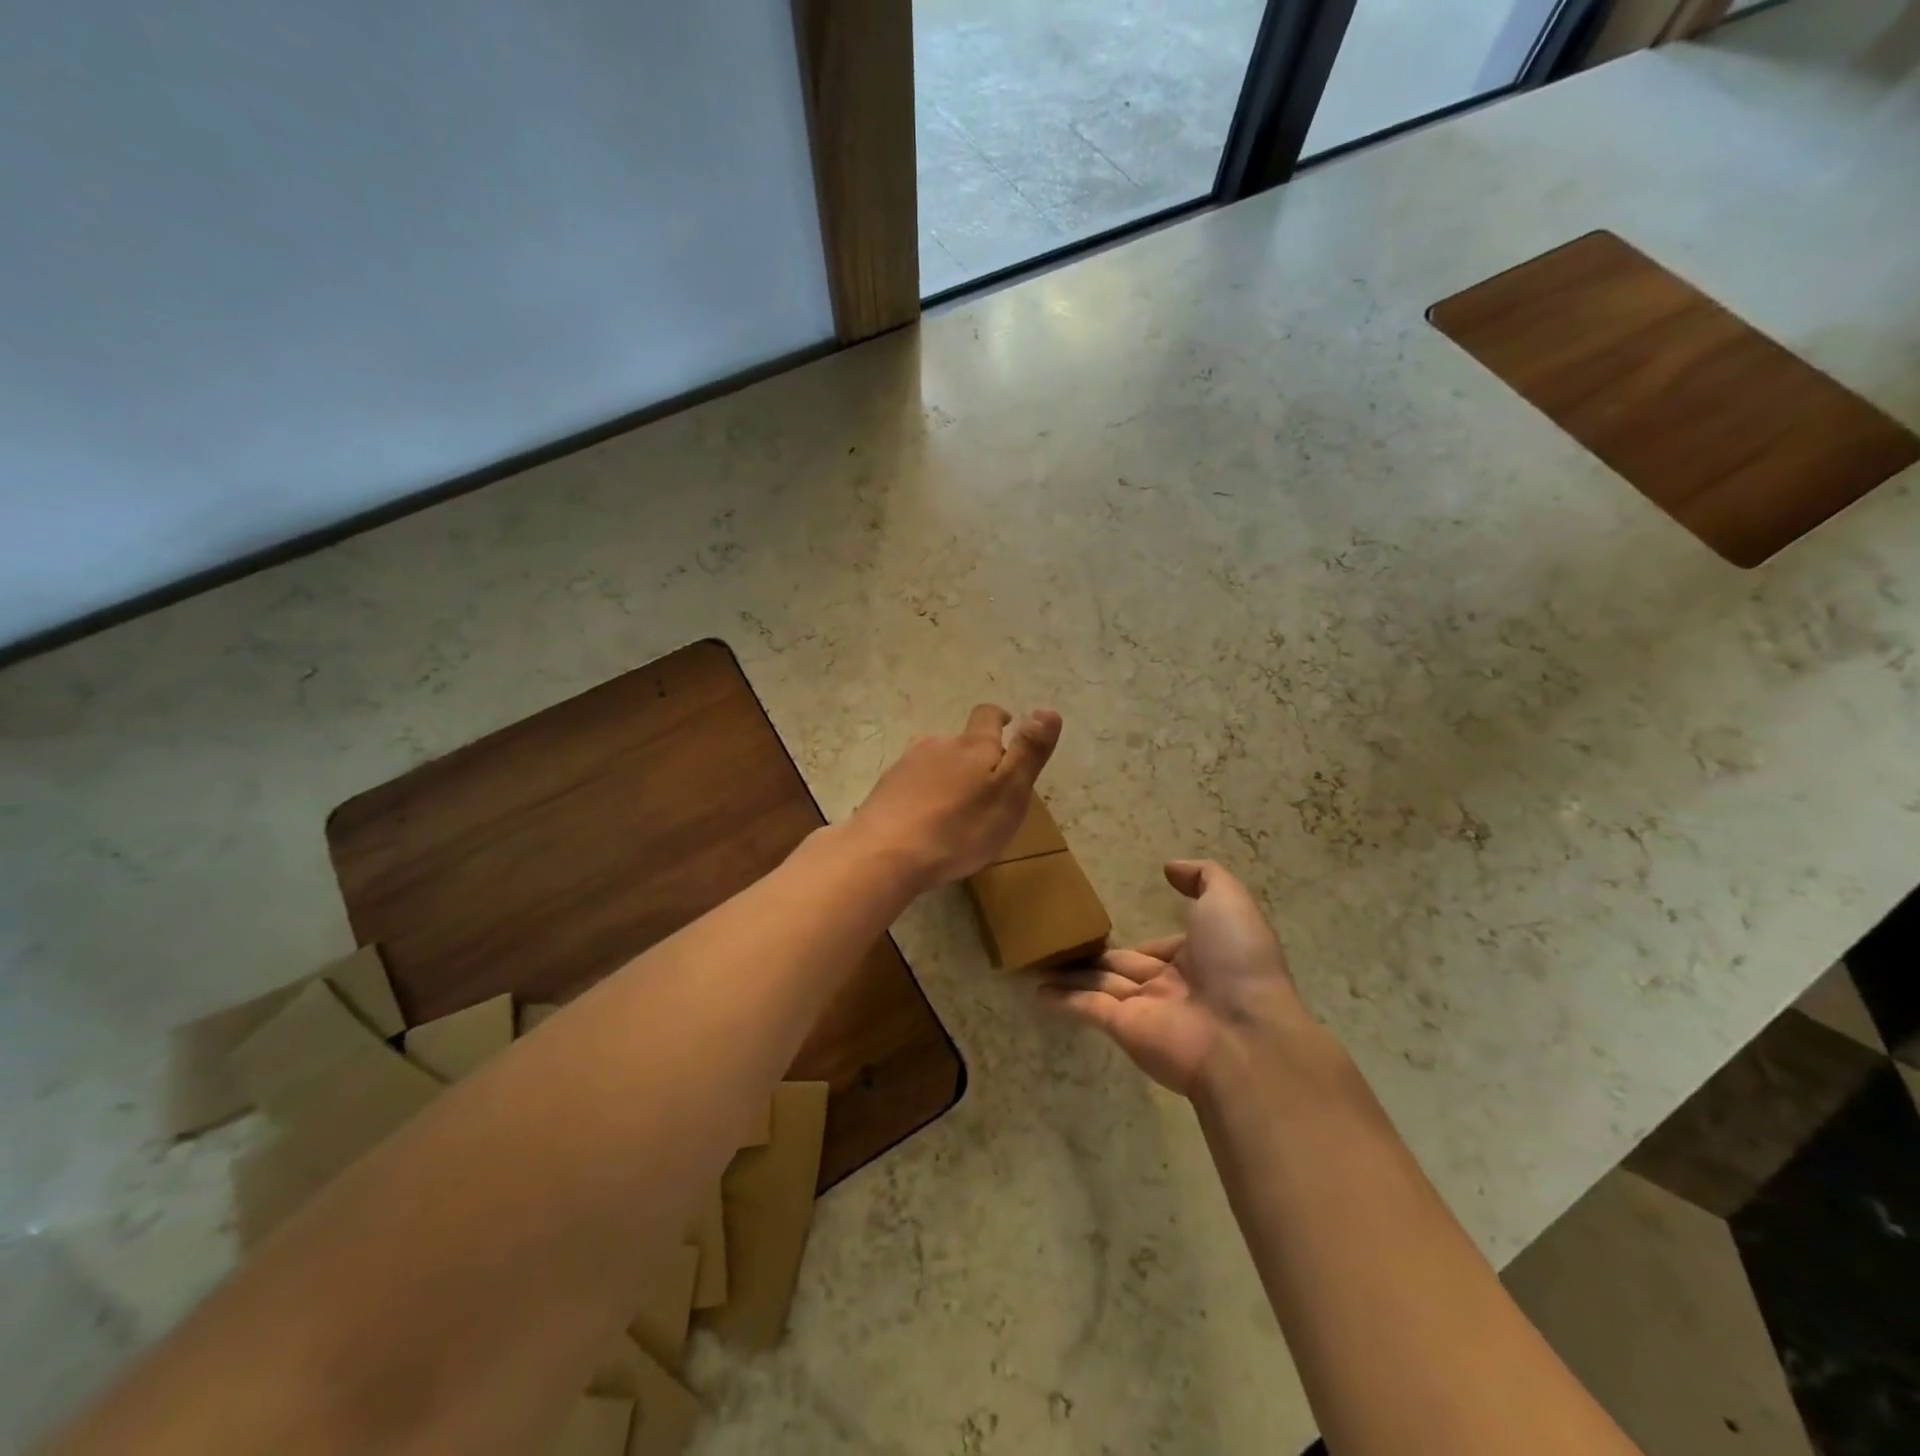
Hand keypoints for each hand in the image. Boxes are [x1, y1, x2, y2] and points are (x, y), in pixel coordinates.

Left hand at [850, 704, 1061, 890]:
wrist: (885, 853)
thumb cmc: (960, 828)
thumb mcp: (1009, 793)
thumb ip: (1028, 752)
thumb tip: (1048, 710)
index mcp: (973, 746)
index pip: (987, 716)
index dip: (998, 718)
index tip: (1007, 723)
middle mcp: (937, 745)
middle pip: (959, 742)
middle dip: (974, 757)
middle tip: (986, 788)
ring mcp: (905, 766)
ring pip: (933, 762)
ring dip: (947, 777)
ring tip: (955, 808)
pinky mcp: (884, 790)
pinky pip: (910, 785)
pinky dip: (922, 796)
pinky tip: (924, 822)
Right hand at [1040, 860, 1308, 1097]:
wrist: (1243, 1034)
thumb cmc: (1237, 960)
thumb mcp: (1228, 901)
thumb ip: (1202, 877)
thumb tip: (1169, 868)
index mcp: (1199, 959)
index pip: (1162, 948)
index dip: (1144, 941)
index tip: (1118, 932)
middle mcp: (1171, 985)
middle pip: (1126, 966)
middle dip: (1099, 958)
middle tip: (1065, 944)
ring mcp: (1145, 1009)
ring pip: (1101, 985)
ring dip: (1073, 976)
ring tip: (1040, 963)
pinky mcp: (1122, 1028)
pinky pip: (1087, 1008)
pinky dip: (1063, 1000)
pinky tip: (1038, 991)